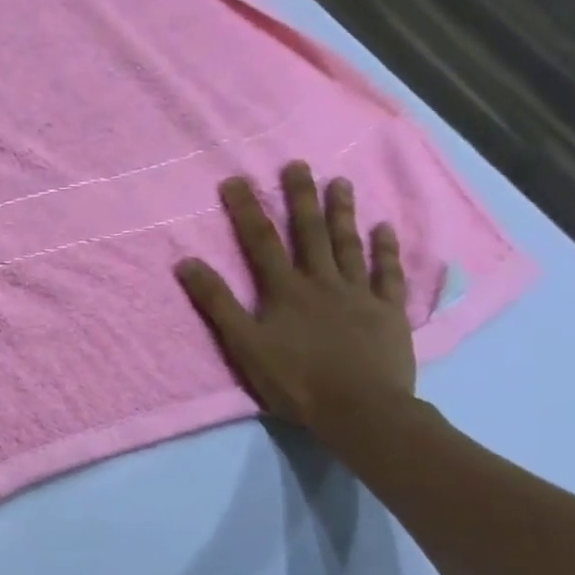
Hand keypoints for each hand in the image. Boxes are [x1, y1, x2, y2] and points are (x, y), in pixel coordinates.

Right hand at [175, 161, 415, 441]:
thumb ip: (217, 303)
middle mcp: (322, 282)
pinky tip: (384, 228)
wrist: (361, 410)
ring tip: (340, 182)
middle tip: (297, 165)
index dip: (246, 210)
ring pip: (349, 245)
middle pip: (309, 233)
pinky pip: (388, 274)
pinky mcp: (388, 311)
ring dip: (342, 213)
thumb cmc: (296, 380)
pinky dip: (386, 250)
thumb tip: (186, 263)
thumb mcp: (244, 345)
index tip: (236, 180)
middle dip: (300, 197)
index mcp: (284, 290)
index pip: (260, 241)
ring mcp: (359, 294)